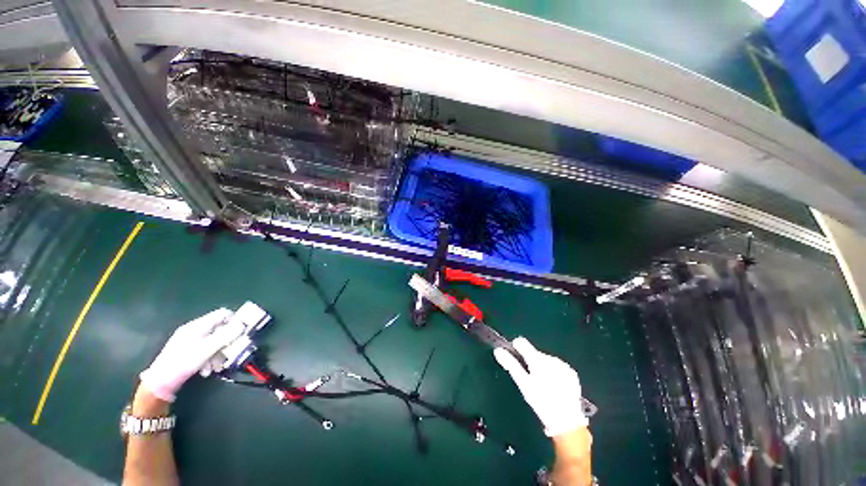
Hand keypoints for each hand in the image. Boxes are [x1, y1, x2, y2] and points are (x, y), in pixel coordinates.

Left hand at [140, 308, 240, 401]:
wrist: (160, 383)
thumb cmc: (183, 363)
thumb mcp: (206, 349)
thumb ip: (225, 336)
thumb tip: (242, 325)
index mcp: (198, 325)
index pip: (223, 314)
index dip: (235, 321)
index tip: (242, 333)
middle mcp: (195, 330)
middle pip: (220, 329)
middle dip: (226, 343)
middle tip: (230, 355)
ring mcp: (190, 340)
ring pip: (214, 342)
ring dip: (218, 354)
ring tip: (216, 368)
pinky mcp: (187, 351)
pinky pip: (205, 350)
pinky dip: (210, 359)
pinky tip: (207, 370)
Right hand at [494, 337, 587, 436]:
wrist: (568, 421)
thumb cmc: (542, 402)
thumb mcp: (524, 384)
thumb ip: (511, 365)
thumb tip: (498, 350)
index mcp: (537, 359)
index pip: (521, 342)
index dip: (515, 348)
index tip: (514, 359)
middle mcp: (550, 357)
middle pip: (534, 353)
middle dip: (530, 362)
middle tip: (530, 380)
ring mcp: (562, 365)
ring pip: (545, 360)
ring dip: (542, 368)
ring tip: (543, 386)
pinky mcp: (571, 373)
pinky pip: (556, 367)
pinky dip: (553, 373)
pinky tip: (554, 387)